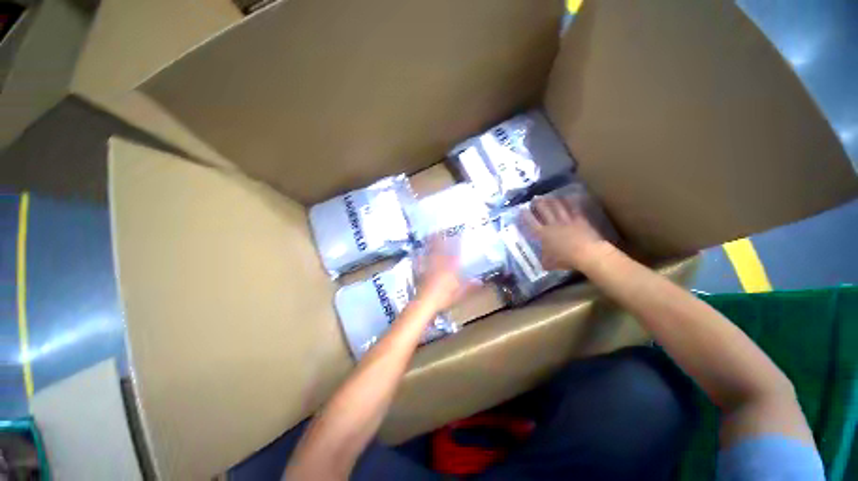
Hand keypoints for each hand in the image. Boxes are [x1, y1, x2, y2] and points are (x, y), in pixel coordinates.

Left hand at [414, 236, 477, 312]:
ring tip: (430, 235)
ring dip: (430, 243)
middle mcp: (439, 265)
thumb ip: (470, 287)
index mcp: (449, 269)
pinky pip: (420, 260)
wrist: (425, 302)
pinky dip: (420, 255)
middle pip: (440, 249)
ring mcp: (428, 267)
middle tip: (439, 230)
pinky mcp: (421, 272)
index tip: (458, 236)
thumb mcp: (459, 294)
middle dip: (440, 239)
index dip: (456, 244)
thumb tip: (480, 281)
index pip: (454, 254)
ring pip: (430, 252)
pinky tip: (419, 252)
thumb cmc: (443, 298)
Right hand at [523, 195, 611, 269]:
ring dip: (553, 201)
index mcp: (543, 234)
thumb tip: (541, 263)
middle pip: (544, 211)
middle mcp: (553, 225)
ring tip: (549, 196)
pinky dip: (571, 202)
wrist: (587, 253)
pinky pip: (574, 209)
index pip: (531, 222)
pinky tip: (569, 197)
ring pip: (558, 207)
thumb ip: (544, 260)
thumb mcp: (550, 263)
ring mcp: (567, 221)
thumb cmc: (565, 260)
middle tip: (535, 198)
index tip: (521, 210)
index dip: (525, 215)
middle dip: (538, 204)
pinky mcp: (579, 220)